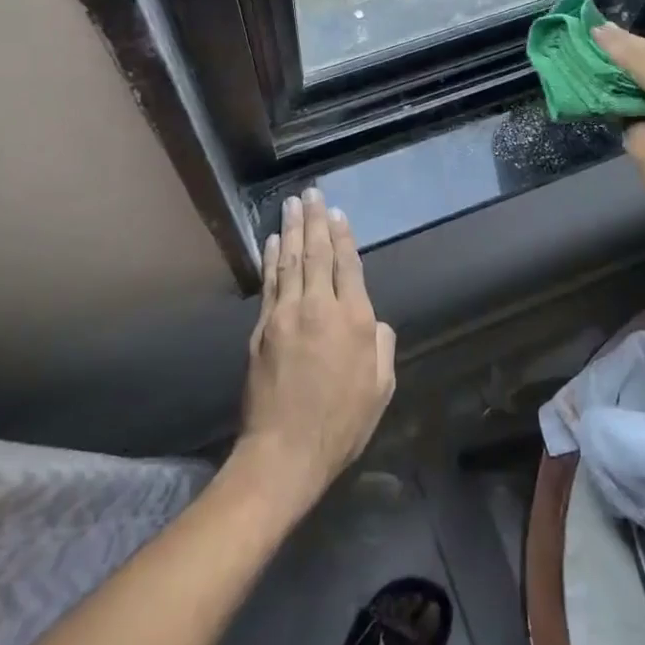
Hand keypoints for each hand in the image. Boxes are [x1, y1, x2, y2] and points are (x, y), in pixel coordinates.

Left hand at [236, 189, 396, 515]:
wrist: (285, 452)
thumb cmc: (341, 424)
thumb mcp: (380, 388)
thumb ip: (382, 345)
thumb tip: (374, 319)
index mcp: (354, 320)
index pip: (347, 265)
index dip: (343, 236)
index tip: (338, 212)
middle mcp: (319, 307)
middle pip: (316, 253)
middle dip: (315, 220)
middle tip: (312, 192)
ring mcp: (286, 315)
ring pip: (289, 261)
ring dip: (291, 229)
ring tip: (292, 204)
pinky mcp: (262, 328)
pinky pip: (269, 283)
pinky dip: (270, 259)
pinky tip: (271, 241)